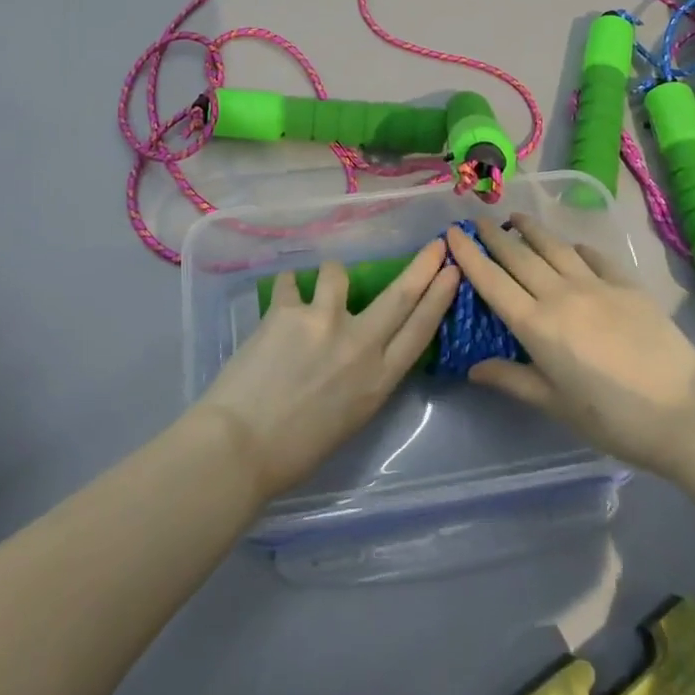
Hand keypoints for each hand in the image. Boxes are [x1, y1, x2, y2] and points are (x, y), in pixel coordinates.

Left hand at [195, 240, 460, 503]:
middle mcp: (360, 344)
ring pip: (338, 273)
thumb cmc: (296, 450)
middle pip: (400, 295)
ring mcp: (324, 322)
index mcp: (379, 380)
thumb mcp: (351, 417)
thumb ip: (366, 376)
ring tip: (314, 291)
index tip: (453, 271)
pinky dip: (288, 288)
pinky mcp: (288, 311)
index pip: (421, 329)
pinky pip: (291, 282)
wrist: (240, 448)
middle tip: (436, 244)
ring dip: (330, 276)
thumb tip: (367, 345)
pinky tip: (280, 301)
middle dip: (423, 265)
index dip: (439, 297)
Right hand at [446, 216, 694, 474]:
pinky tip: (571, 245)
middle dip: (495, 235)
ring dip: (531, 230)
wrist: (683, 412)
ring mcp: (596, 285)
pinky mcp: (627, 285)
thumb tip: (473, 368)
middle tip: (479, 220)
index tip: (453, 232)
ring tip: (517, 218)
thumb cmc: (611, 418)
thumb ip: (512, 380)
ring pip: (554, 247)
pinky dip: (576, 247)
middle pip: (519, 256)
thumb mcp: (555, 404)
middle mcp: (560, 295)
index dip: (469, 254)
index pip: (492, 281)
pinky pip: (594, 257)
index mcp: (536, 325)